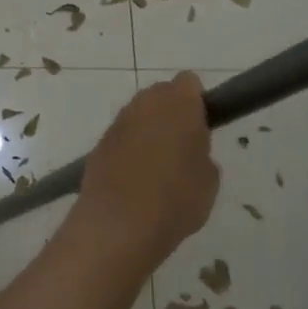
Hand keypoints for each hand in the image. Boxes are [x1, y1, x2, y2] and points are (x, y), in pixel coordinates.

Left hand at [78, 72, 219, 270]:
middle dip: (172, 113)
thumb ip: (202, 154)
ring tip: (157, 168)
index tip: (202, 126)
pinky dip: (129, 150)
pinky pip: (121, 138)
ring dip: (148, 131)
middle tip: (183, 148)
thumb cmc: (175, 200)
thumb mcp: (209, 181)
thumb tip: (191, 152)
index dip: (197, 101)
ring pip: (139, 115)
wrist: (117, 226)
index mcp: (178, 103)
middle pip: (161, 95)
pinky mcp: (98, 144)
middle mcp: (144, 104)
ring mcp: (117, 123)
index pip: (189, 83)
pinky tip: (134, 180)